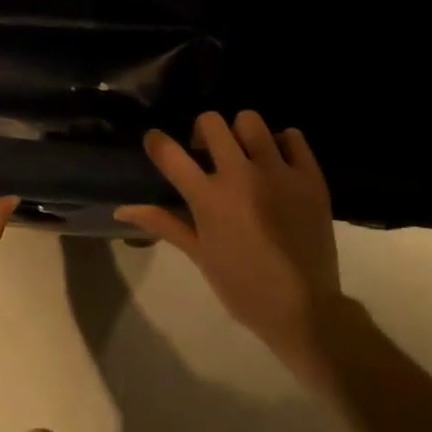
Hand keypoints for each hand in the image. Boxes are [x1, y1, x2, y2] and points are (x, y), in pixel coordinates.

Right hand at [116, 111, 343, 368]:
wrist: (304, 310)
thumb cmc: (243, 288)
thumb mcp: (199, 256)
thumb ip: (163, 223)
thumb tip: (121, 210)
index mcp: (209, 198)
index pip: (169, 153)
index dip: (156, 142)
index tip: (156, 143)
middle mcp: (241, 176)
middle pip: (211, 122)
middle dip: (203, 132)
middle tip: (207, 151)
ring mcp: (278, 173)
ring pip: (250, 121)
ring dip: (242, 134)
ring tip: (246, 155)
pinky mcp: (310, 177)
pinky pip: (293, 136)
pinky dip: (282, 144)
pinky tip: (278, 163)